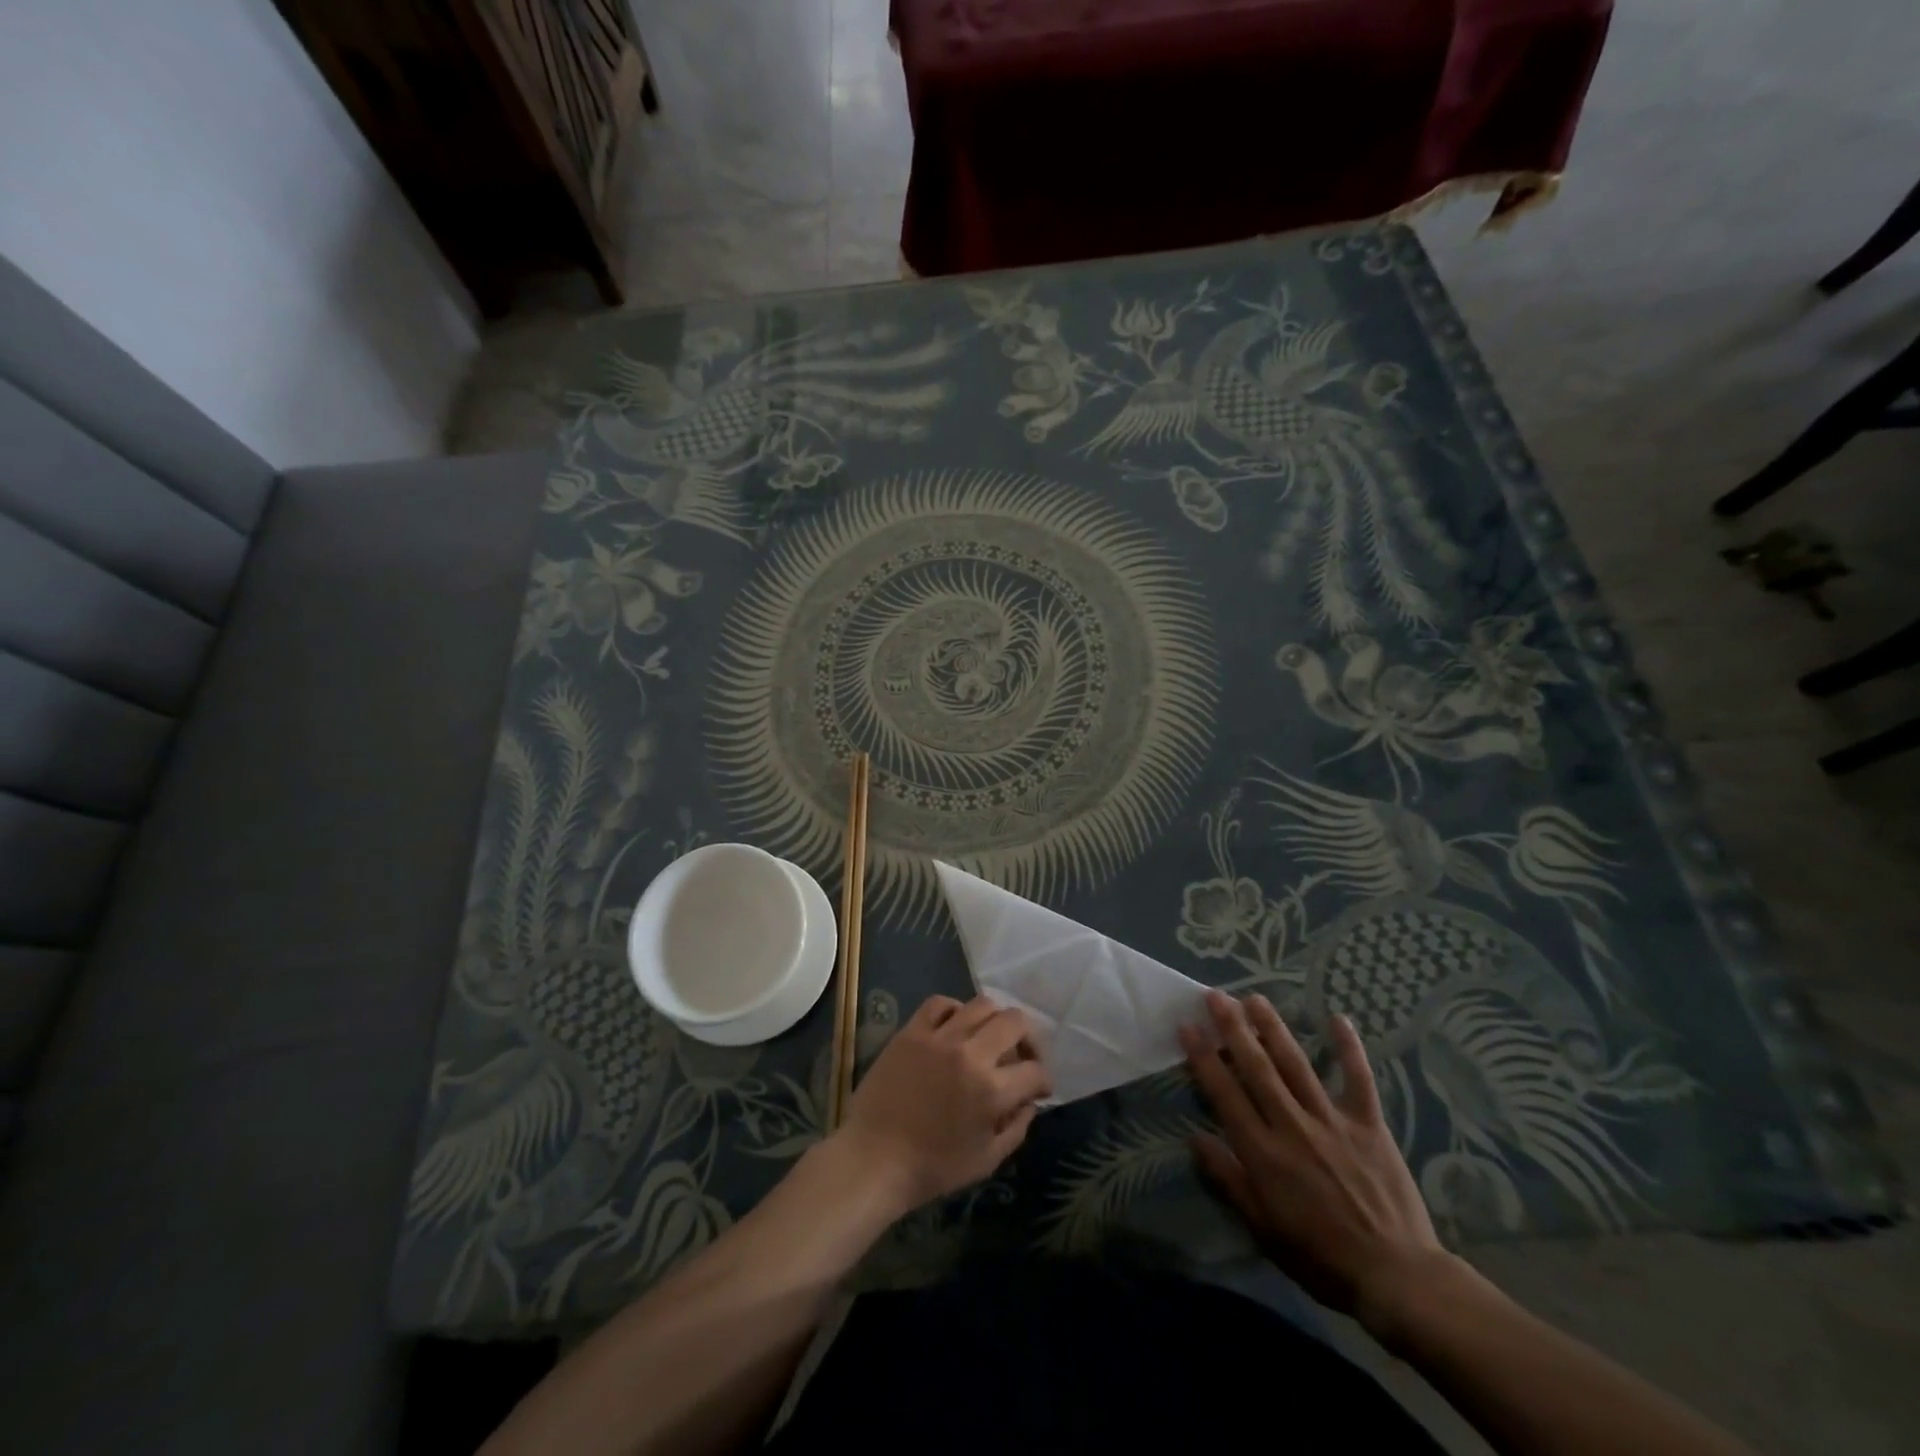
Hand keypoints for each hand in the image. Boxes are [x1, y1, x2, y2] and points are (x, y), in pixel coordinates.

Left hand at [832, 994, 1051, 1215]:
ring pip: (982, 1004)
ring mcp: (939, 1037)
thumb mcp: (986, 1160)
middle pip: (1015, 1022)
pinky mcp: (912, 1031)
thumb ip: (1016, 1128)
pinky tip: (955, 1026)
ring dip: (994, 1020)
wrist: (874, 1159)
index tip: (1039, 1088)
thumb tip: (1029, 1101)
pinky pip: (939, 1003)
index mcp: (992, 1090)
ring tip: (989, 1037)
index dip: (1043, 1080)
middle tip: (1022, 1056)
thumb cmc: (932, 1168)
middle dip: (1028, 1039)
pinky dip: (954, 1009)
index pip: (1035, 1070)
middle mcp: (971, 1054)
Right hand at [1180, 990, 1451, 1337]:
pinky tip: (1338, 1018)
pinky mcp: (1369, 1125)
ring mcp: (1332, 1121)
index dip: (1203, 1057)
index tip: (1188, 1026)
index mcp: (1263, 1153)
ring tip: (1255, 999)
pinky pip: (1358, 1079)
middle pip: (1257, 1067)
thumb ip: (1228, 1179)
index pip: (1225, 1093)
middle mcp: (1292, 1126)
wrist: (1395, 1277)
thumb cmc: (1320, 1257)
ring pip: (1297, 1064)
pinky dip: (1349, 1048)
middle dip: (1233, 1028)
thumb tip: (1194, 1137)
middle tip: (1216, 996)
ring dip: (1274, 1028)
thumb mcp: (1262, 1228)